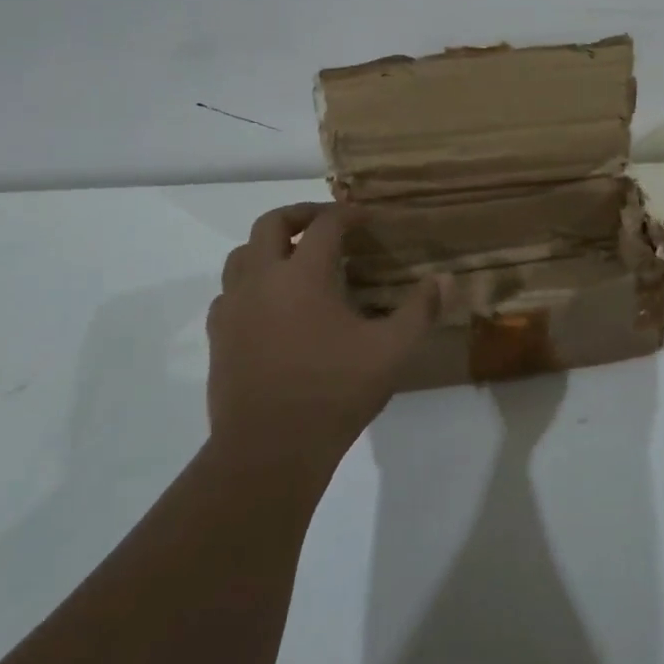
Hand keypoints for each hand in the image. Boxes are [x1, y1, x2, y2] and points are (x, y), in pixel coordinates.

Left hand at [207, 203, 442, 467]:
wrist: (269, 450)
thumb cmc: (334, 393)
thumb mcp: (391, 351)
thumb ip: (420, 311)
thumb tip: (445, 279)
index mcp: (303, 274)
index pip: (325, 224)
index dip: (348, 213)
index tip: (367, 217)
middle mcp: (262, 279)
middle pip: (271, 223)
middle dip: (301, 214)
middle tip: (327, 223)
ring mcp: (233, 307)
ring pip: (241, 254)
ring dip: (268, 246)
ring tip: (295, 258)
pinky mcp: (218, 336)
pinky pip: (229, 292)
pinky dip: (250, 283)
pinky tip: (270, 304)